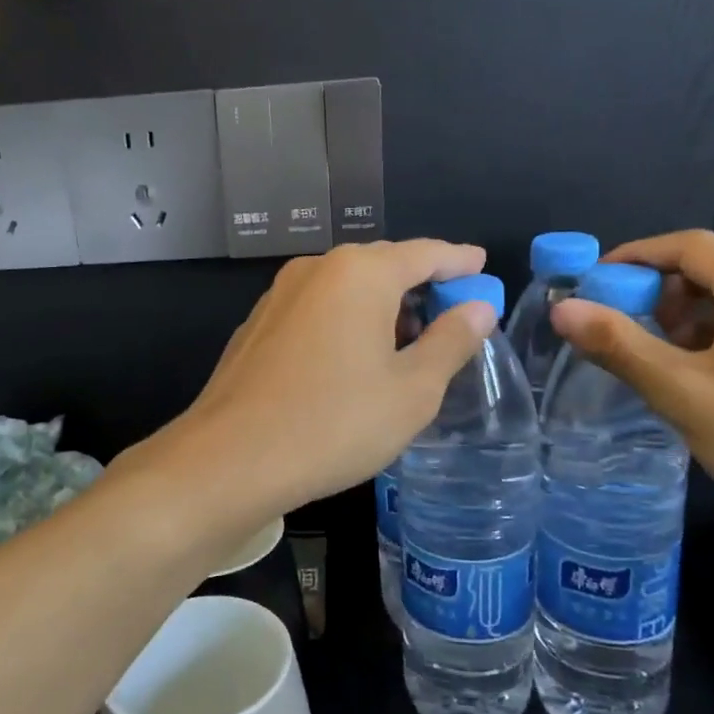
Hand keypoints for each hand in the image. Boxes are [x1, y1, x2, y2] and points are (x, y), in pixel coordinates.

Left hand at [150, 240, 495, 516]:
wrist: (231, 460)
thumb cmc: (335, 422)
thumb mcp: (412, 391)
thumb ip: (450, 341)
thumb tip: (478, 308)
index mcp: (360, 273)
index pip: (425, 253)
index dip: (460, 261)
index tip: (482, 267)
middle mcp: (316, 269)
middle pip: (383, 266)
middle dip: (421, 286)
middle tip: (451, 318)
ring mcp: (279, 295)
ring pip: (346, 289)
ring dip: (382, 308)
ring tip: (408, 346)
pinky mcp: (257, 325)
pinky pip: (318, 310)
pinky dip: (346, 322)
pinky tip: (353, 361)